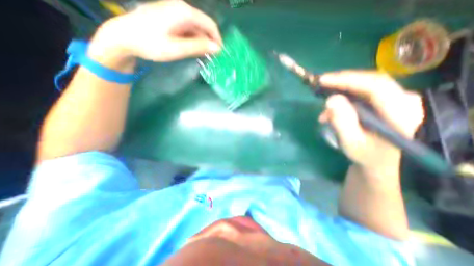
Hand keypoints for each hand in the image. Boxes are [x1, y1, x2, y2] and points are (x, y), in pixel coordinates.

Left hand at [88, 0, 221, 69]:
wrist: (125, 37)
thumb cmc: (151, 44)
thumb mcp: (177, 48)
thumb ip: (198, 47)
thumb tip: (217, 48)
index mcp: (184, 13)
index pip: (210, 25)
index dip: (217, 40)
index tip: (220, 54)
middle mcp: (182, 9)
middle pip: (204, 26)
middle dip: (210, 42)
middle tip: (211, 58)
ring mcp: (175, 13)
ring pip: (197, 29)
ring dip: (202, 42)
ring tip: (202, 56)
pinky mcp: (171, 19)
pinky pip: (188, 30)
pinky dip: (193, 40)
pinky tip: (192, 49)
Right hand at [318, 72, 421, 177]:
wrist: (382, 162)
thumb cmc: (367, 155)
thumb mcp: (351, 142)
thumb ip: (342, 121)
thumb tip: (330, 99)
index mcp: (402, 113)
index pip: (375, 86)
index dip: (347, 80)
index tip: (323, 80)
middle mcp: (405, 101)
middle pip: (370, 82)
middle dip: (341, 83)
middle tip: (320, 86)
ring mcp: (398, 100)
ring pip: (365, 87)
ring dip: (340, 95)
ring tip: (324, 114)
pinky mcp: (388, 102)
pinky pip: (363, 94)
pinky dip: (345, 101)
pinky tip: (332, 115)